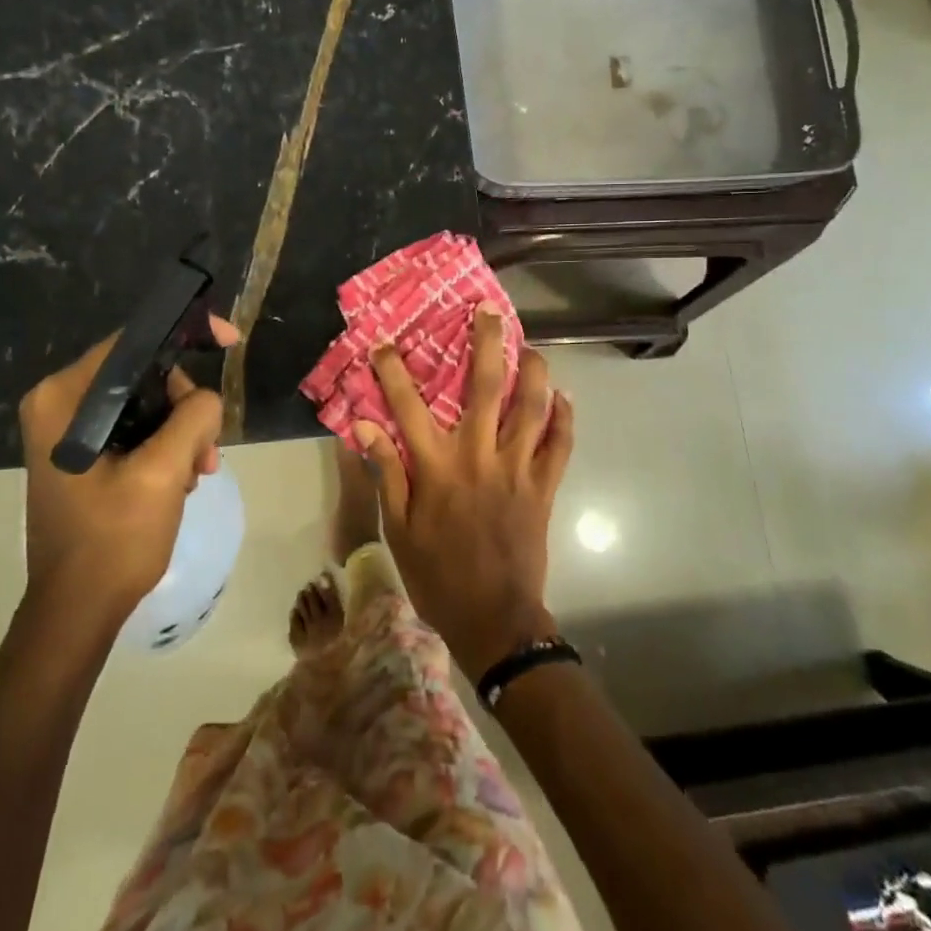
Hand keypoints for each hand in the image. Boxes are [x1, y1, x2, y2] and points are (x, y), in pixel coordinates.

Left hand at [16, 316, 239, 620]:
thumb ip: (192, 418)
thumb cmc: (113, 541)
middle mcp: (59, 404)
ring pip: (147, 403)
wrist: (78, 611)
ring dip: (182, 432)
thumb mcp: (162, 473)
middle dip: (186, 406)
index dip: (185, 334)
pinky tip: (181, 482)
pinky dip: (167, 447)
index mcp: (64, 398)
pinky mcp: (83, 454)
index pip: (132, 342)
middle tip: (207, 451)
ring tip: (198, 474)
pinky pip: (137, 428)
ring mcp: (69, 431)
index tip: (230, 342)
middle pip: (144, 374)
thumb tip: (208, 400)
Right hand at [353, 306, 573, 678]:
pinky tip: (564, 397)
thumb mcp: (398, 529)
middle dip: (487, 344)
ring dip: (534, 372)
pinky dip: (565, 418)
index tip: (386, 343)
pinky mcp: (544, 486)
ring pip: (532, 407)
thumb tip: (365, 427)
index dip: (395, 371)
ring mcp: (518, 469)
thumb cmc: (437, 574)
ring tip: (532, 346)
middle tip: (488, 311)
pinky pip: (561, 445)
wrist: (494, 619)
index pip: (410, 406)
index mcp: (438, 467)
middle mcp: (479, 456)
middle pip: (485, 388)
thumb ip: (387, 473)